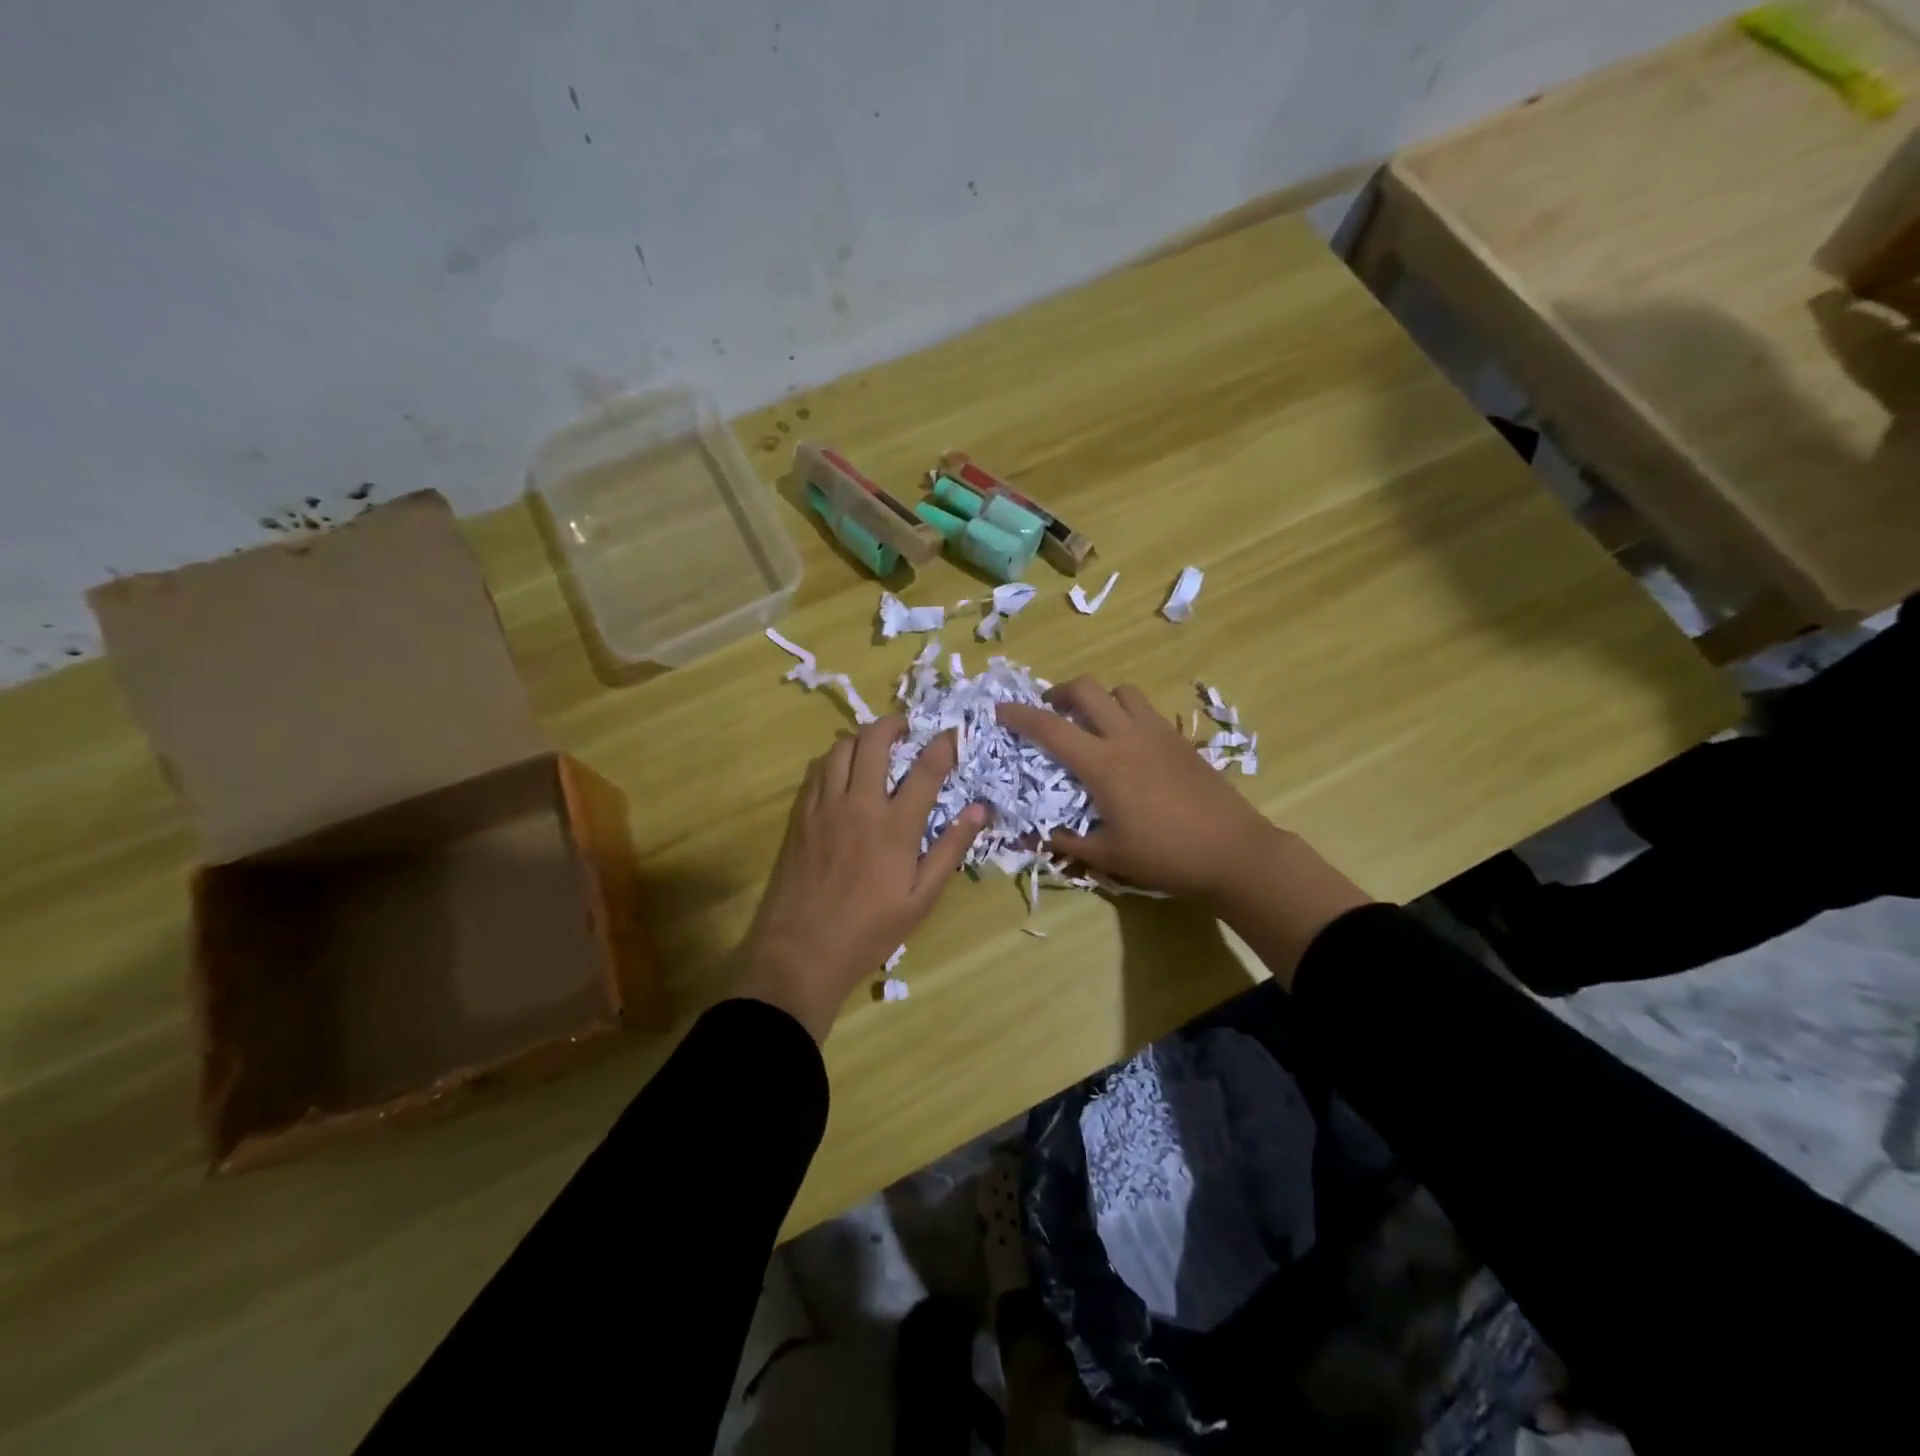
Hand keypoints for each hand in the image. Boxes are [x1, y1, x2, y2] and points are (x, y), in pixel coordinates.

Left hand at [735, 717, 987, 1040]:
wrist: (801, 951)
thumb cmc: (869, 930)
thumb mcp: (921, 899)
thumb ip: (950, 849)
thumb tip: (980, 810)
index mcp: (895, 826)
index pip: (925, 769)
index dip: (943, 745)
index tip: (953, 734)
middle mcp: (859, 804)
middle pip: (874, 742)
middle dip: (893, 724)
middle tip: (906, 726)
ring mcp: (825, 807)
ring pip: (839, 749)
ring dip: (860, 738)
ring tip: (874, 744)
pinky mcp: (800, 816)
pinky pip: (816, 771)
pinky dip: (833, 759)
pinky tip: (841, 771)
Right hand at [998, 679, 1370, 982]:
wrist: (1234, 851)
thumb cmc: (1165, 856)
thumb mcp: (1108, 856)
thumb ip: (1066, 842)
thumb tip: (1030, 837)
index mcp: (1103, 764)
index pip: (1051, 728)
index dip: (1020, 715)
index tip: (1001, 710)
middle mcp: (1127, 737)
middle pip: (1086, 689)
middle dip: (1059, 692)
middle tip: (1049, 711)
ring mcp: (1158, 733)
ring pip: (1121, 691)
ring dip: (1098, 698)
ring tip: (1091, 722)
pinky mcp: (1180, 739)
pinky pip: (1146, 709)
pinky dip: (1126, 712)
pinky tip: (1128, 743)